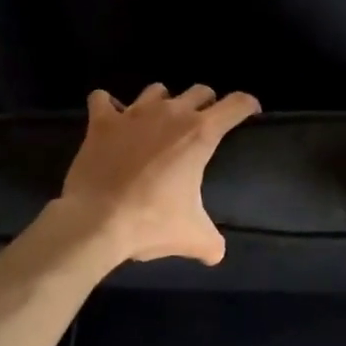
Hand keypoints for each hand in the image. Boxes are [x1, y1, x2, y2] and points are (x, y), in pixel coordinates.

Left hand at [54, 83, 259, 265]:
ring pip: (156, 90)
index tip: (250, 111)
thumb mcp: (192, 236)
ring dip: (162, 102)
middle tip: (202, 123)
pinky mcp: (102, 122)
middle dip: (206, 104)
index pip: (236, 105)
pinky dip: (107, 106)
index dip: (247, 105)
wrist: (96, 222)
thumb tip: (216, 254)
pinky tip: (111, 120)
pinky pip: (103, 99)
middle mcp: (171, 113)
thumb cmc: (151, 223)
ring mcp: (134, 113)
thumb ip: (211, 243)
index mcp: (200, 134)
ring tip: (157, 122)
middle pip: (199, 91)